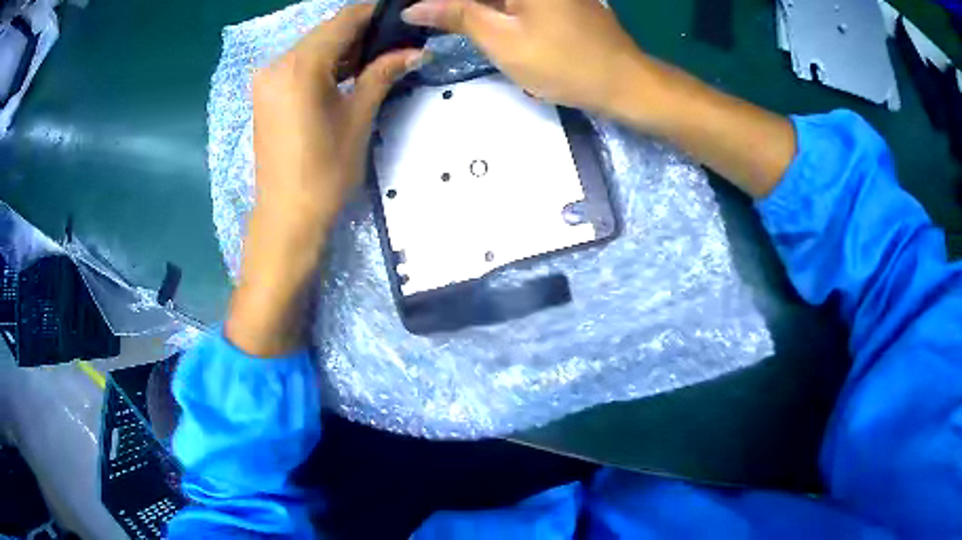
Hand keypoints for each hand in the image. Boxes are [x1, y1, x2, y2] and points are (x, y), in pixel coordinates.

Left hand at [252, 3, 424, 224]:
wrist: (286, 216)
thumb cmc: (325, 171)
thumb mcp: (358, 117)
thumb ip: (382, 74)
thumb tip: (416, 51)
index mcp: (300, 66)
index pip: (343, 21)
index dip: (374, 13)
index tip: (401, 15)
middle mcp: (277, 64)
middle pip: (325, 32)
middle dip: (361, 31)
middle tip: (396, 39)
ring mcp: (266, 79)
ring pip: (312, 47)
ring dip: (343, 47)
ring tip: (378, 55)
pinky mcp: (265, 94)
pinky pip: (298, 65)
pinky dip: (323, 63)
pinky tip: (347, 71)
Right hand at [401, 0, 647, 118]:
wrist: (623, 81)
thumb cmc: (564, 63)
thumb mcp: (502, 40)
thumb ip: (457, 15)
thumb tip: (414, 7)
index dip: (435, 2)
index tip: (411, 12)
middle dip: (452, 5)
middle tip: (422, 18)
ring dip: (470, 7)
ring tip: (439, 20)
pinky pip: (512, 0)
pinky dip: (490, 7)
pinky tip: (471, 18)